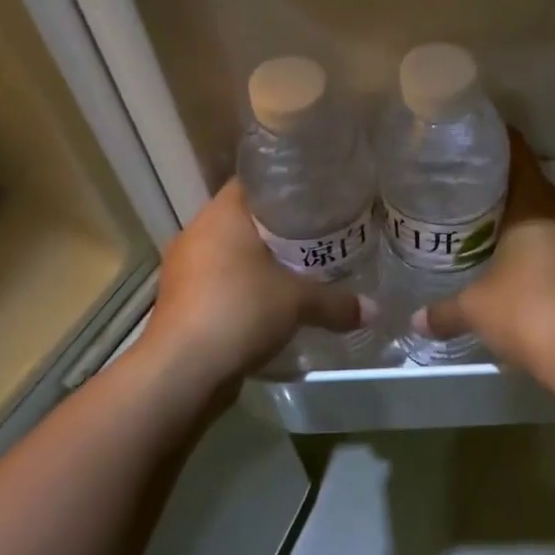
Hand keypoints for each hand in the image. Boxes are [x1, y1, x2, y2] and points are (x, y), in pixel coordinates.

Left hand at [141, 181, 366, 391]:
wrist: (181, 371)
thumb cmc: (240, 311)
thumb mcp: (298, 303)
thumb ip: (337, 302)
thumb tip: (374, 309)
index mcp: (222, 215)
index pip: (254, 182)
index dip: (286, 187)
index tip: (316, 197)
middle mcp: (197, 232)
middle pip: (243, 218)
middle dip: (278, 228)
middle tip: (317, 235)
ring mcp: (183, 268)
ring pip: (229, 253)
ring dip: (258, 261)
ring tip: (298, 269)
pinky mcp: (180, 301)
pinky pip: (218, 282)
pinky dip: (242, 288)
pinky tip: (269, 304)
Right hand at [418, 131, 554, 371]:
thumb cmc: (526, 311)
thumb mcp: (474, 308)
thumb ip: (443, 310)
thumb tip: (414, 320)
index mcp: (536, 202)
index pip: (517, 153)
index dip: (493, 142)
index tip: (467, 143)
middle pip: (530, 182)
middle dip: (498, 185)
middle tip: (461, 189)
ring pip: (545, 214)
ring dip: (518, 217)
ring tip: (480, 225)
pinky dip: (534, 243)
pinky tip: (511, 262)